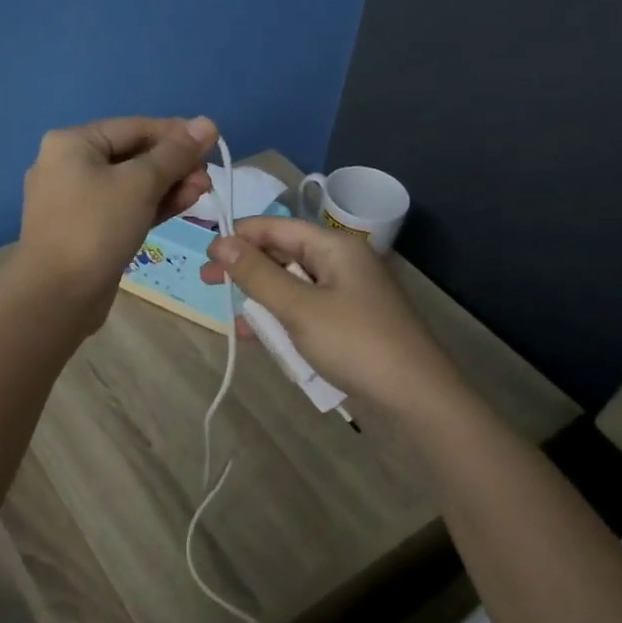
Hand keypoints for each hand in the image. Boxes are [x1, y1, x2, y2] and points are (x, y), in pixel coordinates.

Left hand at [7, 115, 218, 333]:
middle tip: (208, 178)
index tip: (212, 144)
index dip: (176, 133)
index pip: (134, 127)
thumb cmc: (96, 228)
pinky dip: (151, 205)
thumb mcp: (140, 184)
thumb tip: (208, 123)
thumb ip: (175, 154)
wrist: (56, 296)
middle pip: (132, 154)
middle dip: (174, 164)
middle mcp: (68, 165)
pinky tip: (184, 205)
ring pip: (130, 183)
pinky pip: (123, 207)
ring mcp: (74, 200)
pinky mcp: (85, 229)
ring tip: (203, 191)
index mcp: (72, 143)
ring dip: (168, 185)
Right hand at [200, 216, 462, 418]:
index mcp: (335, 246)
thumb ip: (258, 274)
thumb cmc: (355, 343)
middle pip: (284, 253)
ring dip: (262, 297)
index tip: (205, 255)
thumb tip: (222, 242)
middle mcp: (343, 261)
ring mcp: (349, 291)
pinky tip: (261, 336)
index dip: (239, 237)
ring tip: (233, 316)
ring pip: (293, 283)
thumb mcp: (299, 308)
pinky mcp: (351, 319)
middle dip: (247, 268)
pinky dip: (283, 317)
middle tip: (209, 284)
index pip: (277, 227)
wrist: (416, 396)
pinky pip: (307, 308)